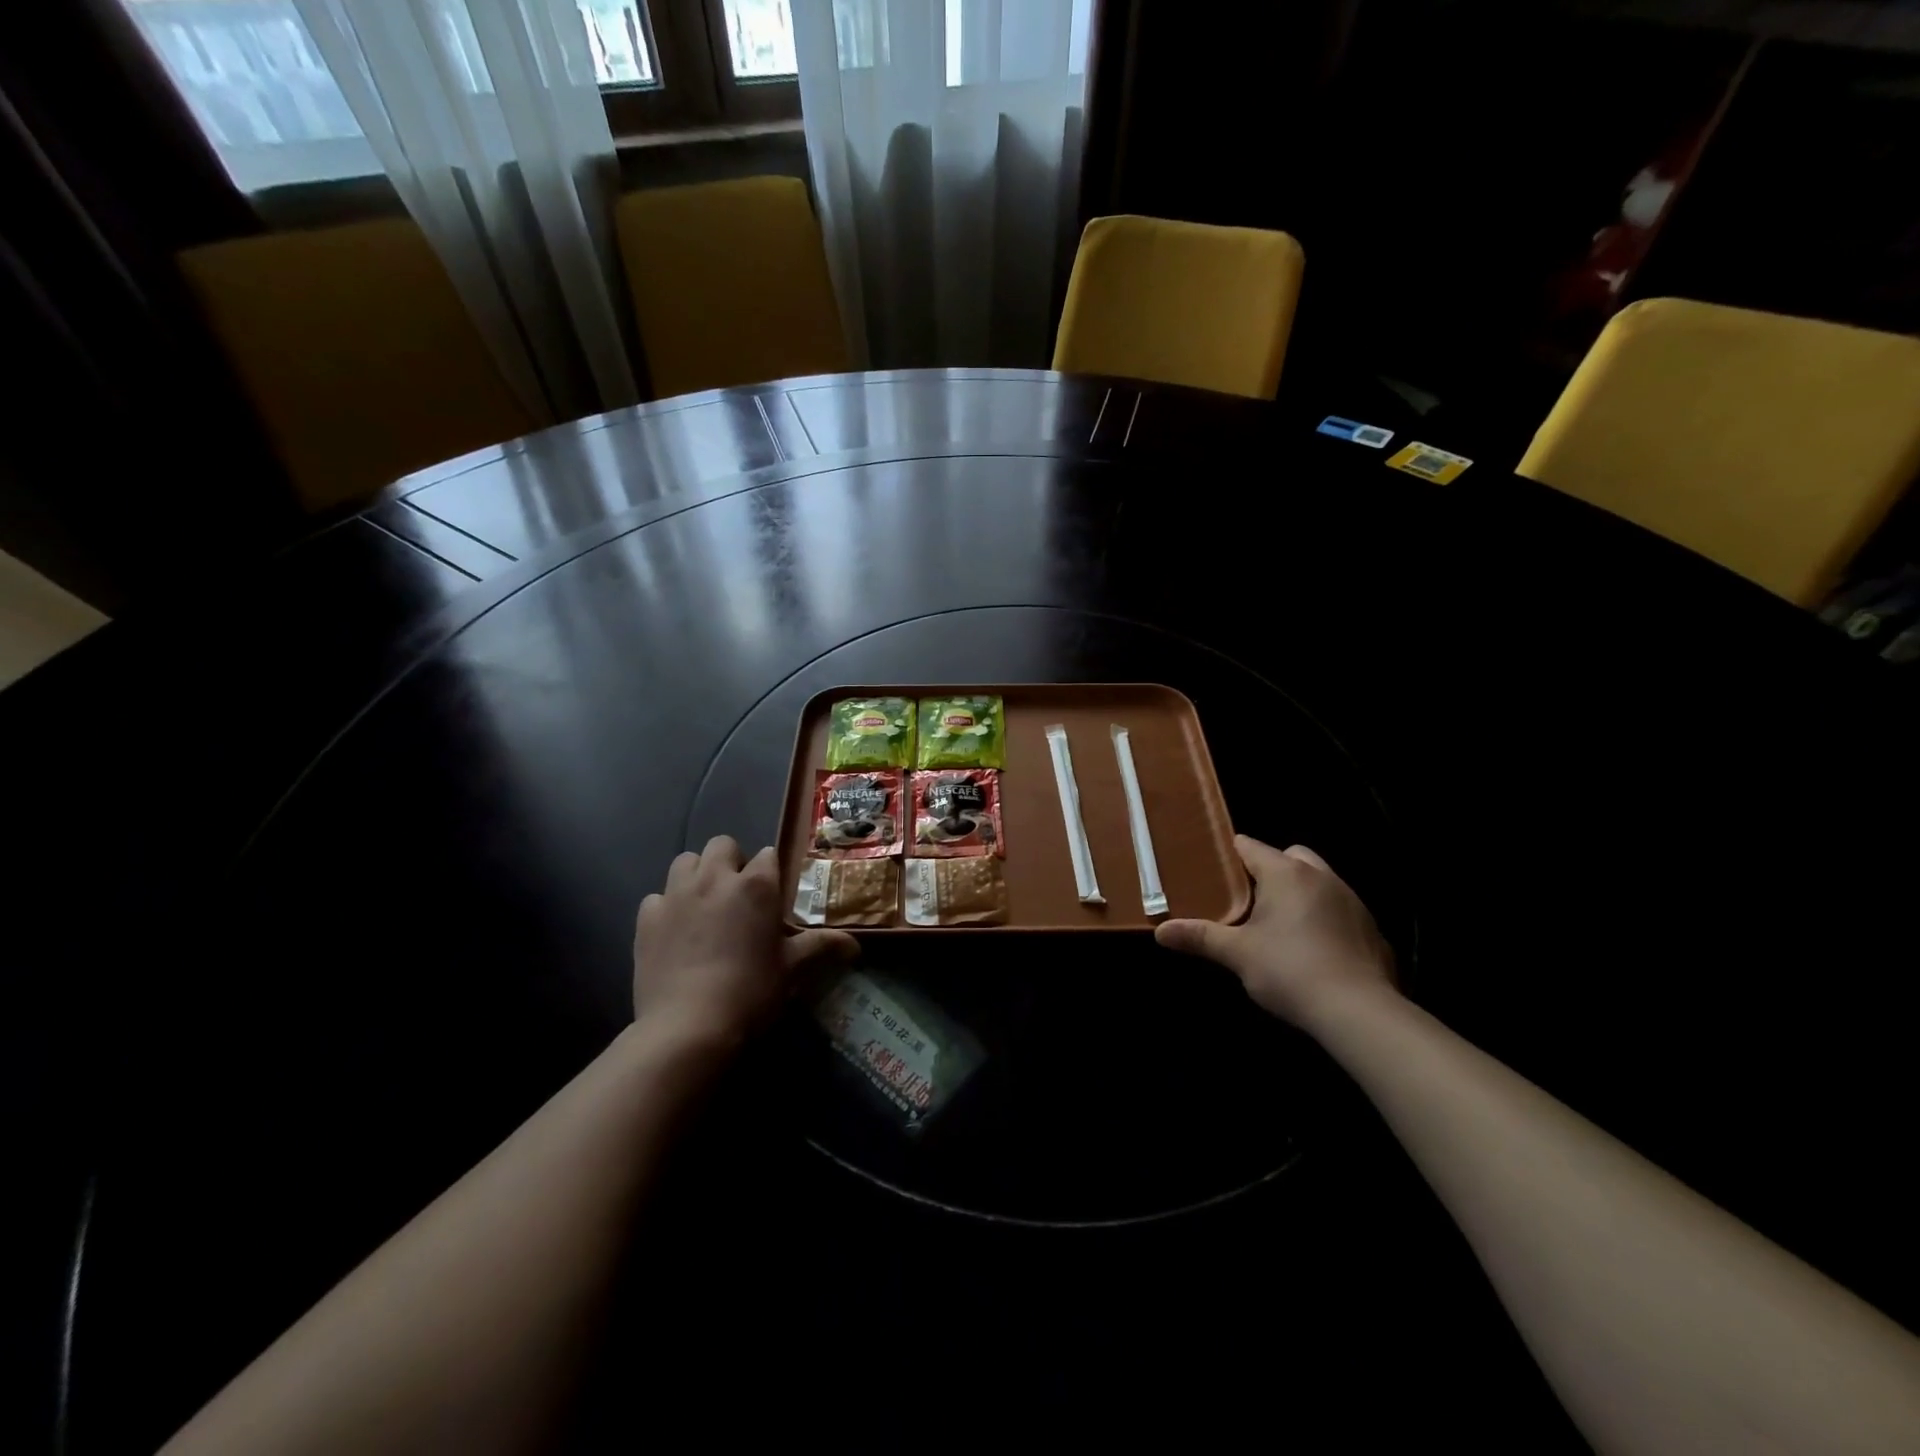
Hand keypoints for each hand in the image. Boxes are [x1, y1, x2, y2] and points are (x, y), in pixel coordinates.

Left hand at [633, 836, 857, 1046]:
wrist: (689, 1027)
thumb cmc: (752, 992)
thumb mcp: (793, 969)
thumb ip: (823, 947)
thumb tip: (856, 946)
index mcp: (757, 885)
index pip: (768, 855)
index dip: (771, 873)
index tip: (773, 896)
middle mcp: (716, 878)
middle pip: (722, 845)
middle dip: (731, 861)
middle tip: (737, 896)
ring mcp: (676, 895)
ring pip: (685, 861)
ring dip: (696, 875)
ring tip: (704, 905)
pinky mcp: (646, 918)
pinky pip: (657, 896)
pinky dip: (667, 906)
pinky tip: (674, 931)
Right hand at [1156, 836, 1395, 1026]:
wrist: (1359, 1012)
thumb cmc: (1289, 970)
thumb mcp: (1237, 954)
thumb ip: (1199, 937)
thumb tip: (1160, 931)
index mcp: (1285, 873)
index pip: (1250, 846)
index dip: (1228, 855)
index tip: (1211, 869)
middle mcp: (1321, 876)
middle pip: (1290, 856)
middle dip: (1269, 869)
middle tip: (1248, 900)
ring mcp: (1352, 900)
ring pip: (1318, 880)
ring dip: (1299, 892)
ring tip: (1279, 925)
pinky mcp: (1371, 928)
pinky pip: (1340, 909)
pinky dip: (1324, 918)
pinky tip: (1313, 949)